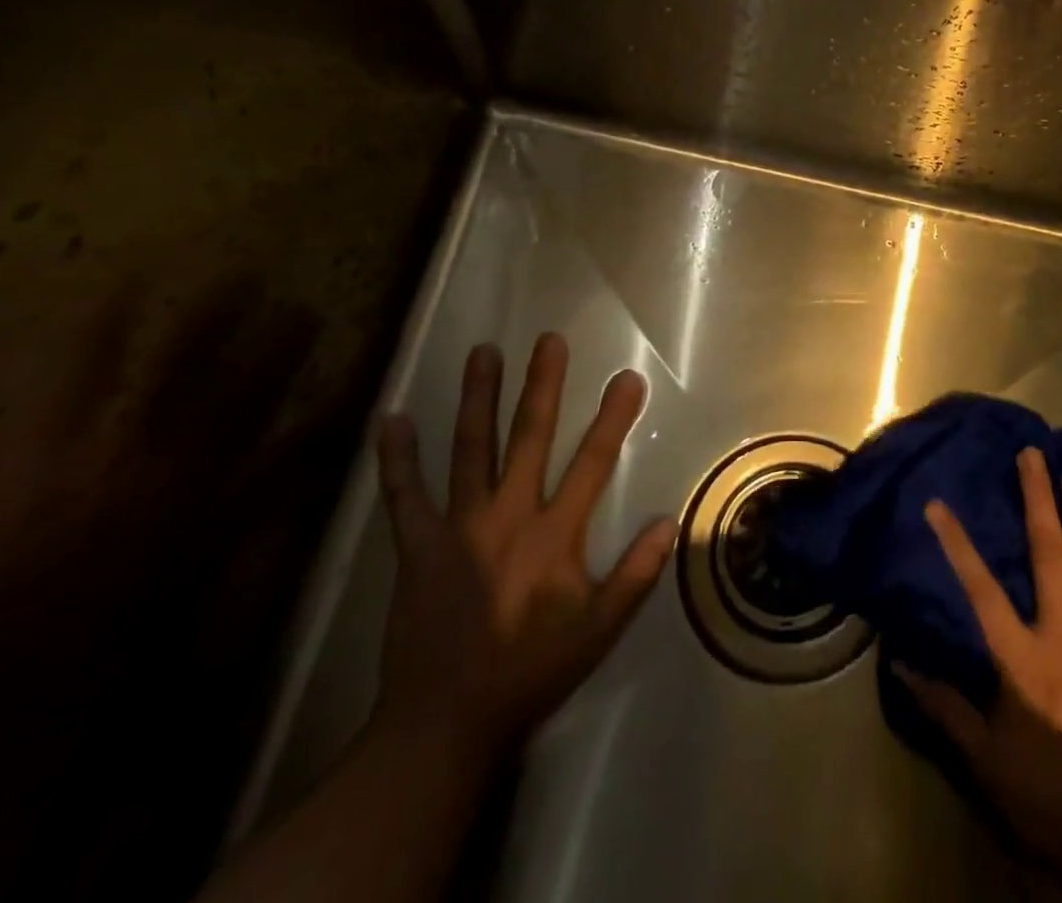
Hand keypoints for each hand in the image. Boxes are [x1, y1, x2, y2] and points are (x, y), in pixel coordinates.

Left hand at [373, 334, 675, 767]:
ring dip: (478, 398)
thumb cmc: (530, 671)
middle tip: (549, 340)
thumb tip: (669, 521)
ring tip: (483, 352)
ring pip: (470, 448)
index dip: (613, 418)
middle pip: (530, 437)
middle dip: (543, 385)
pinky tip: (391, 421)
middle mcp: (508, 516)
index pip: (593, 462)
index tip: (626, 377)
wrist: (445, 722)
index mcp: (554, 535)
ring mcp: (459, 526)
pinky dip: (397, 458)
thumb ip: (635, 576)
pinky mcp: (418, 545)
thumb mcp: (598, 631)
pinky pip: (404, 495)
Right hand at [899, 447, 1061, 875]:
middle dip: (1037, 502)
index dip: (958, 544)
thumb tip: (902, 665)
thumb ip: (945, 708)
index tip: (938, 503)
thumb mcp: (987, 759)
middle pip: (1048, 555)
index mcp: (1023, 655)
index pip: (981, 588)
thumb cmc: (1052, 793)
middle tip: (1032, 456)